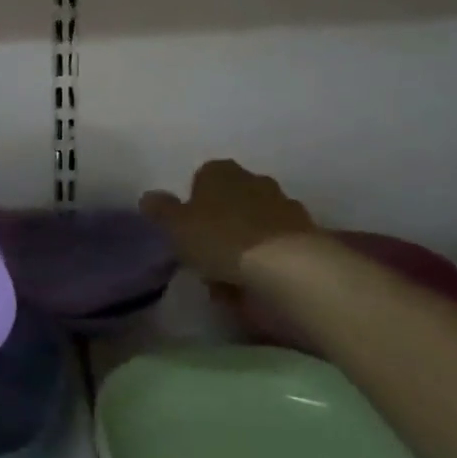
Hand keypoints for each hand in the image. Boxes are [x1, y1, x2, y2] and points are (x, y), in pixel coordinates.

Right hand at [140, 159, 317, 284]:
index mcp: (221, 172)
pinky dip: (264, 262)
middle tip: (205, 251)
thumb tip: (149, 197)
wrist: (289, 269)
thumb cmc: (221, 239)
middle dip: (221, 221)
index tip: (186, 228)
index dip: (193, 201)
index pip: (202, 177)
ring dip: (243, 244)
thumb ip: (161, 210)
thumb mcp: (175, 226)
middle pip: (231, 199)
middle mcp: (255, 181)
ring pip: (254, 224)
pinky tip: (253, 285)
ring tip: (228, 275)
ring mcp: (285, 208)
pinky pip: (274, 248)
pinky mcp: (307, 238)